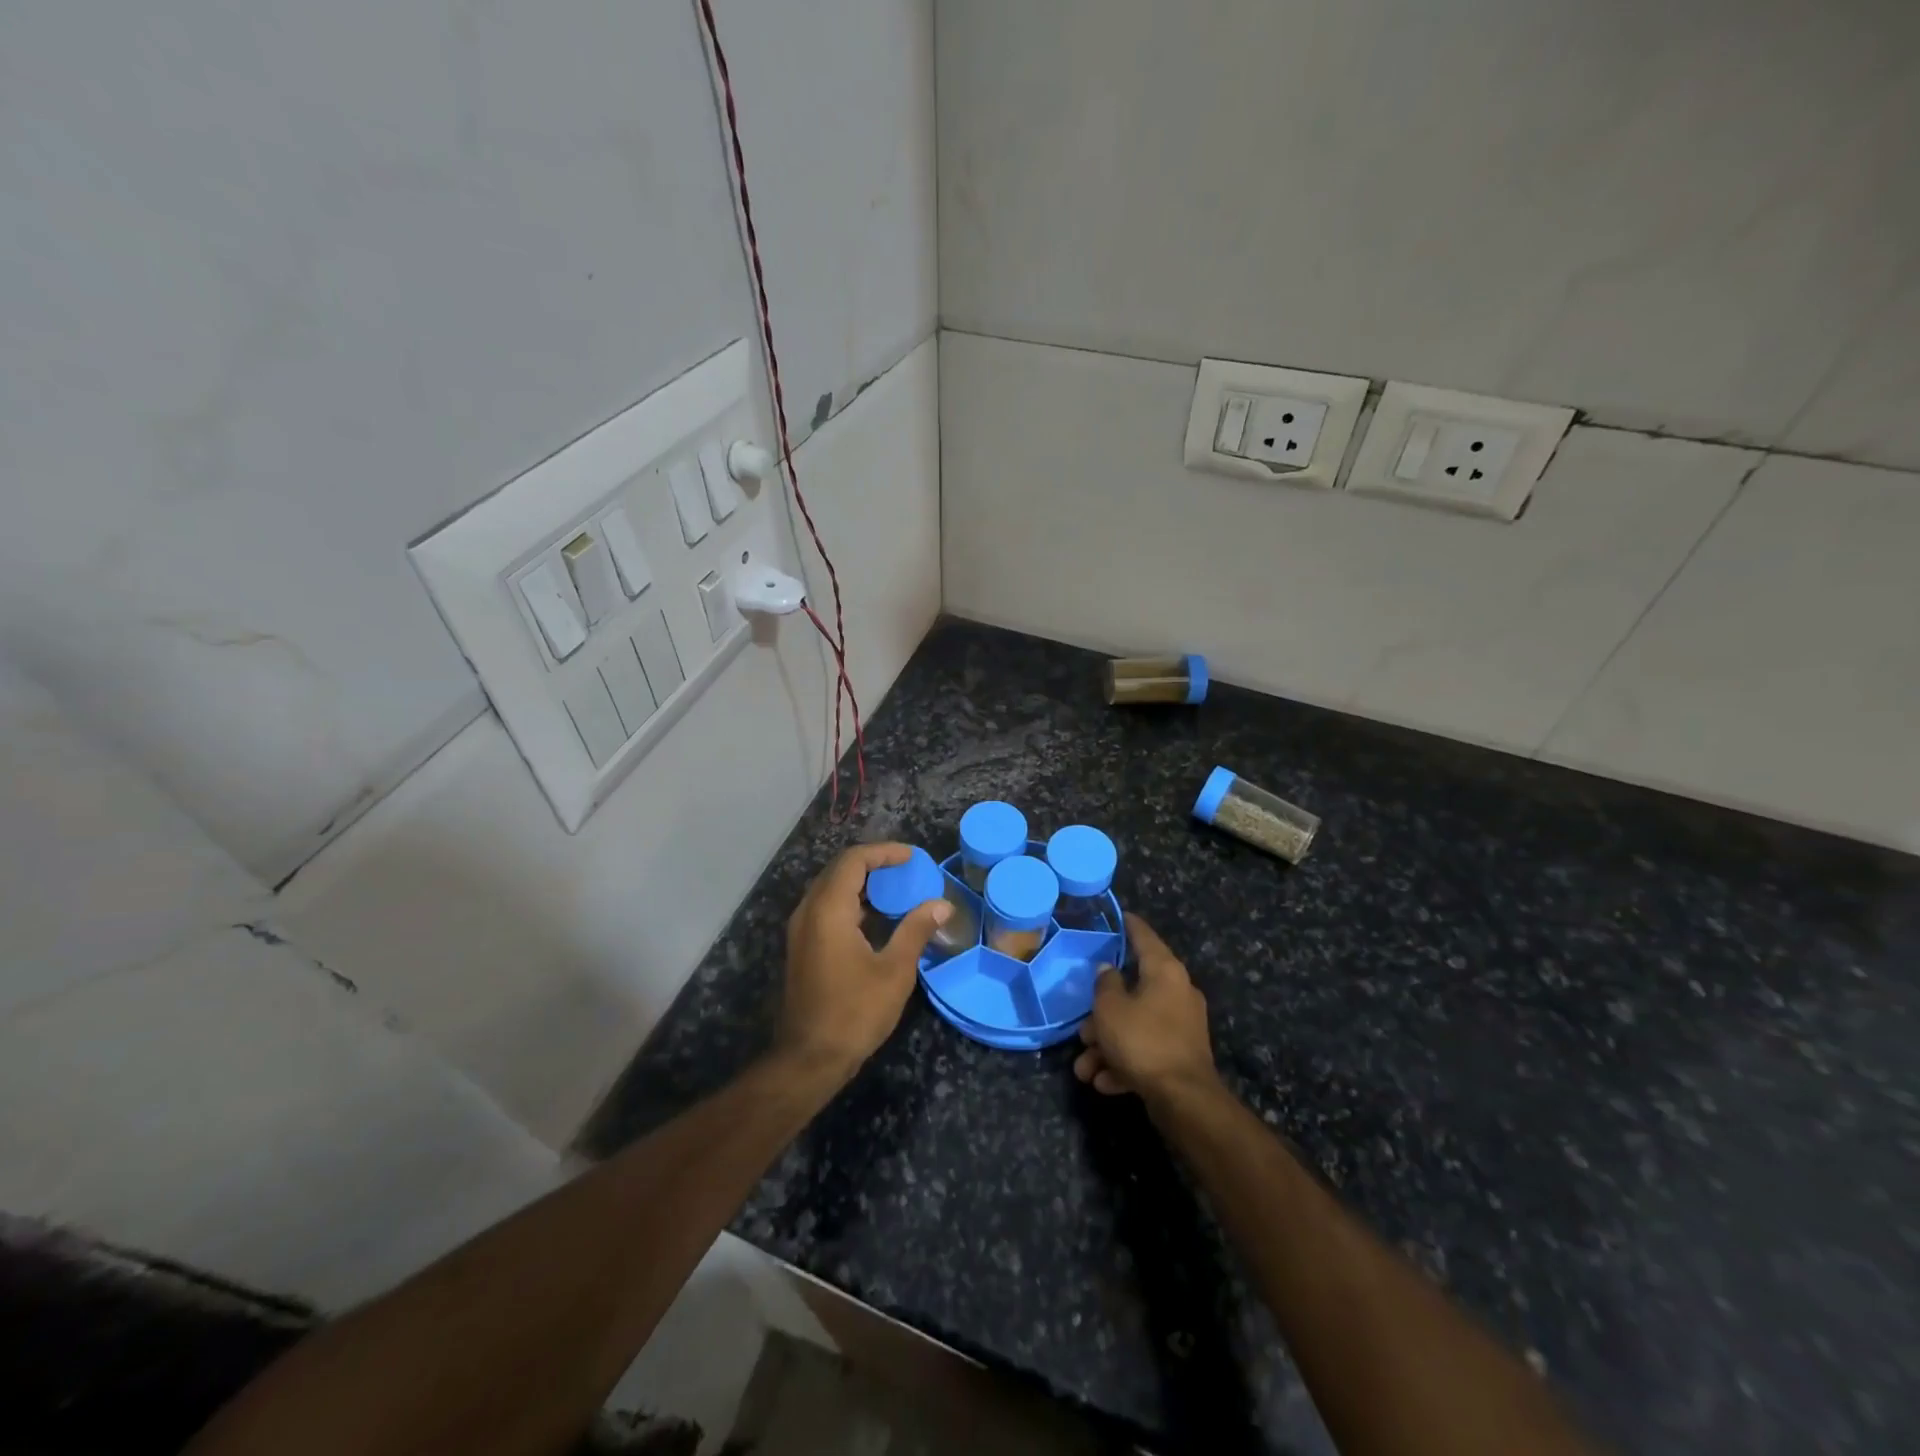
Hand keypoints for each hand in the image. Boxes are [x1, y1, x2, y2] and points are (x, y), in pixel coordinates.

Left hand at [777, 842, 951, 1075]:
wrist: (809, 1059)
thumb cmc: (854, 1012)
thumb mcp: (894, 971)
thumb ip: (916, 930)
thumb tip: (942, 905)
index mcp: (828, 910)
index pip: (853, 861)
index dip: (884, 852)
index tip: (912, 857)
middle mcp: (808, 912)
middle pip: (839, 870)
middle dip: (874, 864)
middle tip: (907, 870)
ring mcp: (801, 931)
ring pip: (831, 890)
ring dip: (863, 884)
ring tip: (898, 890)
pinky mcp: (803, 948)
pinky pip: (827, 909)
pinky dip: (852, 903)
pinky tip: (878, 919)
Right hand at [1074, 913, 1217, 1100]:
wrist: (1184, 1100)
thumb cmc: (1143, 1041)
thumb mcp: (1111, 1009)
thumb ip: (1104, 984)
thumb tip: (1108, 970)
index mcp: (1165, 971)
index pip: (1143, 936)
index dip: (1128, 925)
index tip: (1117, 915)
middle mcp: (1177, 992)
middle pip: (1132, 991)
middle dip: (1101, 1015)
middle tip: (1082, 1031)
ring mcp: (1181, 1026)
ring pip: (1135, 1026)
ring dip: (1107, 1046)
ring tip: (1084, 1069)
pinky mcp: (1180, 1056)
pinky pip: (1145, 1050)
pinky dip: (1124, 1063)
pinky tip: (1104, 1081)